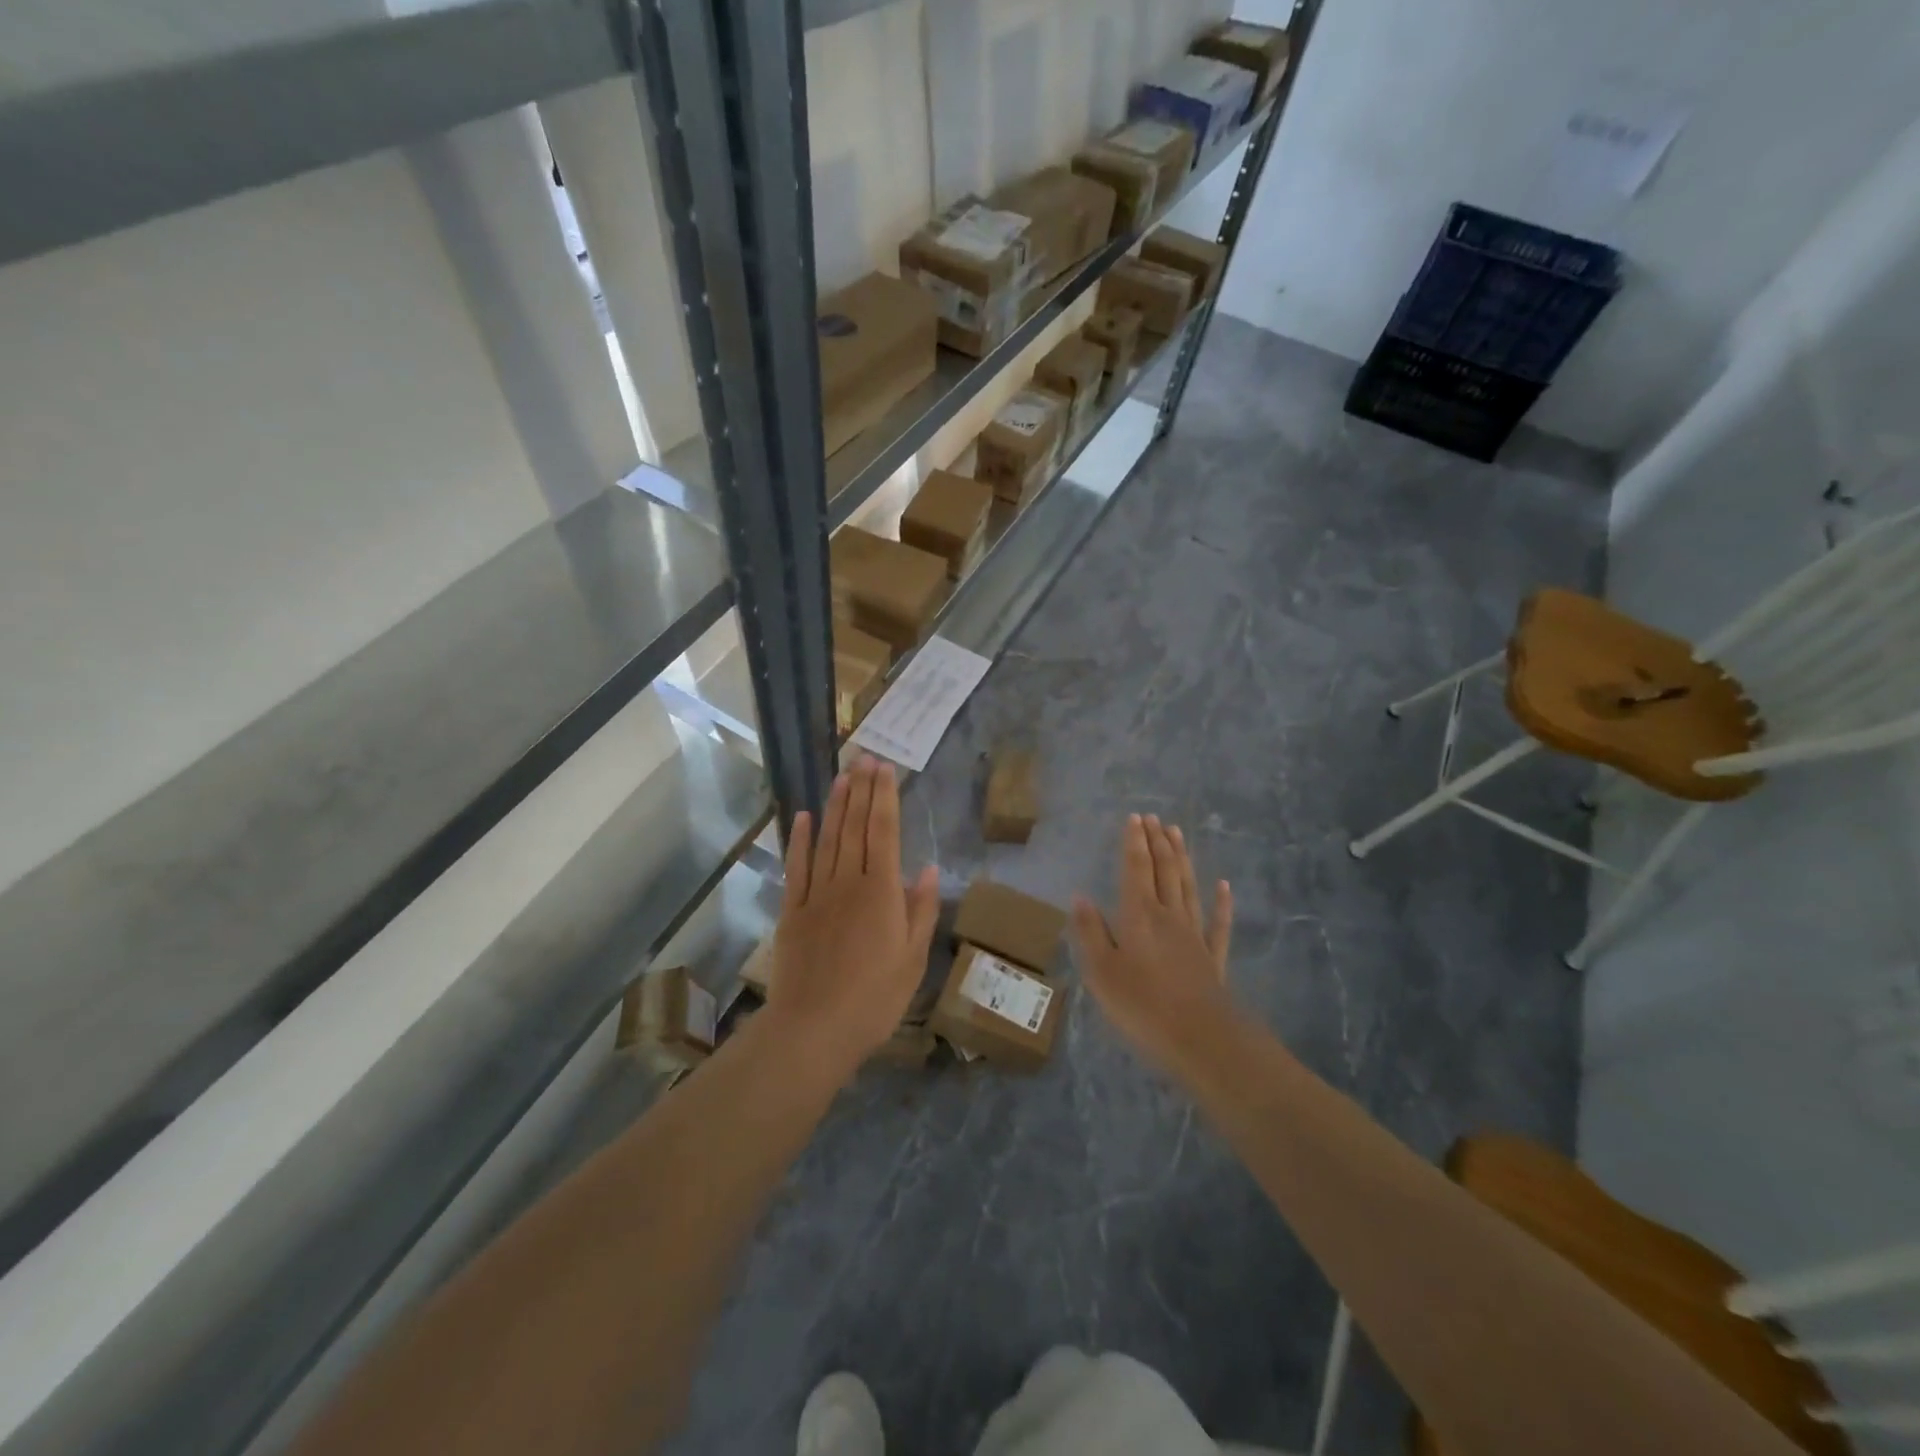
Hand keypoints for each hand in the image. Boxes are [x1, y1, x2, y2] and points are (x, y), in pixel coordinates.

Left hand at [766, 756, 940, 1076]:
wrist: (814, 1030)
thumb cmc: (874, 999)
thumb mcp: (913, 959)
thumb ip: (920, 910)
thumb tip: (926, 868)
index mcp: (881, 892)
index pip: (883, 832)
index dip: (884, 797)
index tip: (885, 768)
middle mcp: (848, 882)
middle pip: (854, 827)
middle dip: (861, 790)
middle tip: (864, 757)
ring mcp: (816, 894)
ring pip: (827, 839)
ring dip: (835, 805)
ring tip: (842, 776)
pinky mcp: (792, 911)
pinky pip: (796, 867)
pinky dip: (799, 839)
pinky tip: (803, 817)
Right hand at [1072, 814, 1233, 1077]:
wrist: (1202, 1039)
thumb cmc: (1142, 1006)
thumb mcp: (1101, 972)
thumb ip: (1090, 932)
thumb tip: (1080, 897)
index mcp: (1139, 915)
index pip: (1136, 869)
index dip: (1135, 842)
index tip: (1135, 817)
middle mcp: (1168, 915)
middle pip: (1164, 870)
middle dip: (1157, 841)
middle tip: (1154, 817)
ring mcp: (1194, 934)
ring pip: (1188, 886)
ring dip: (1182, 858)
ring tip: (1177, 833)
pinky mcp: (1212, 956)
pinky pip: (1218, 922)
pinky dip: (1221, 901)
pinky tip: (1224, 885)